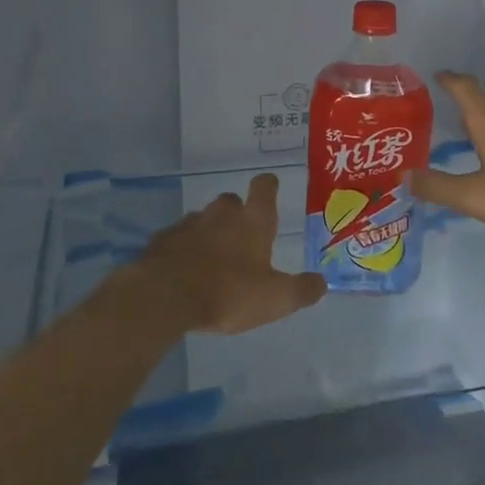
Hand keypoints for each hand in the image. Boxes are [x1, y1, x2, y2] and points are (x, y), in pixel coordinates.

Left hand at [121, 173, 326, 335]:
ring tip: (213, 260)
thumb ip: (302, 290)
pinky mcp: (162, 240)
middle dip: (236, 214)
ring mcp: (189, 224)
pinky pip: (178, 239)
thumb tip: (322, 283)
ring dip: (209, 233)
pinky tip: (185, 272)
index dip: (268, 185)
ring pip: (203, 220)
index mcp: (253, 221)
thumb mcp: (276, 299)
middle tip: (242, 238)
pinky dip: (184, 250)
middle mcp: (221, 214)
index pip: (263, 188)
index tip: (270, 187)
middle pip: (230, 202)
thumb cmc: (229, 293)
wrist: (165, 297)